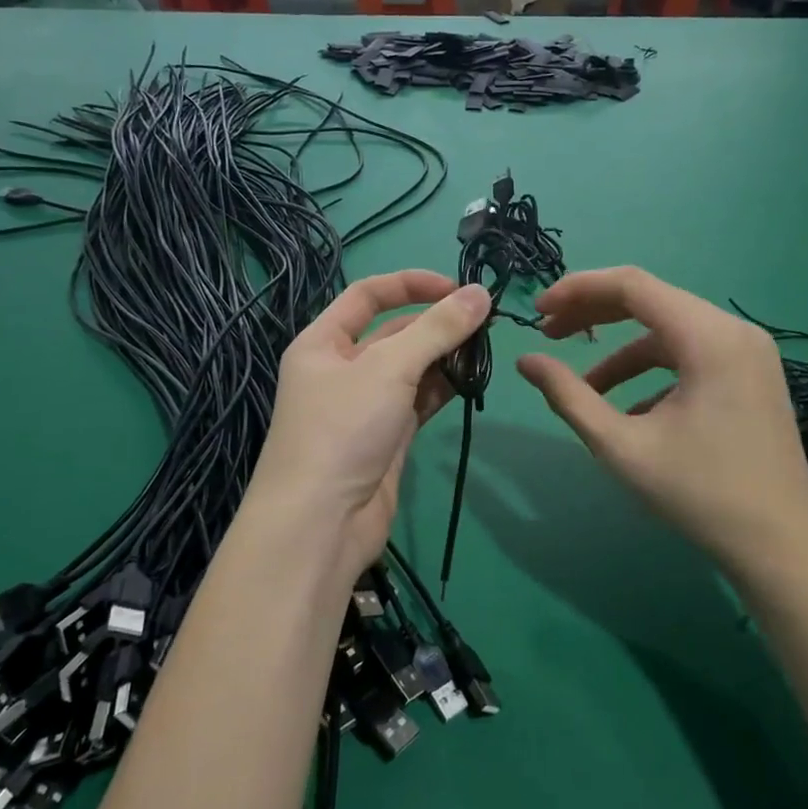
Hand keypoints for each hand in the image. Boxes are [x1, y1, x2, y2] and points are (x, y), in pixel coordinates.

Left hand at [247, 270, 490, 579]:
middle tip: (486, 322)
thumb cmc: (343, 429)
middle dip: (436, 324)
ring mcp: (364, 405)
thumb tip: (481, 293)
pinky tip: (472, 380)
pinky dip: (443, 388)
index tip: (458, 287)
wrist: (321, 524)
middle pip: (393, 332)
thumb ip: (438, 329)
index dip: (411, 284)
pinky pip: (418, 401)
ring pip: (410, 368)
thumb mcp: (389, 368)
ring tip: (485, 351)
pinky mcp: (386, 437)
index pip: (368, 295)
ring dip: (444, 357)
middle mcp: (341, 369)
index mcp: (323, 342)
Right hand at [517, 267, 807, 578]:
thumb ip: (569, 396)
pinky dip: (652, 370)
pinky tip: (630, 409)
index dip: (578, 290)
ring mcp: (749, 351)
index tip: (538, 312)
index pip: (632, 285)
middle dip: (594, 314)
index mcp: (708, 337)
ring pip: (670, 329)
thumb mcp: (622, 446)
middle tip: (548, 334)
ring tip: (584, 383)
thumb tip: (525, 361)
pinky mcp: (751, 374)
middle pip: (651, 300)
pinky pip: (691, 354)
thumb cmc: (700, 494)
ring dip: (621, 349)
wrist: (781, 547)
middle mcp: (734, 330)